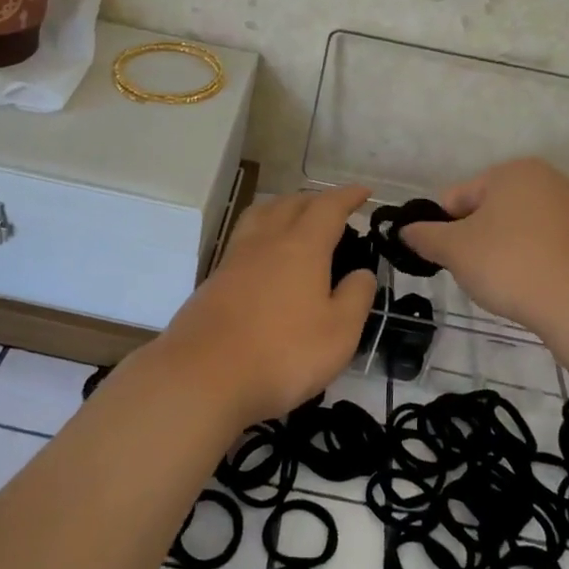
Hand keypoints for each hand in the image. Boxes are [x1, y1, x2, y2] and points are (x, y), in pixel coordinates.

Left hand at [150, 185, 378, 427]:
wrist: (203, 376)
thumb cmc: (282, 353)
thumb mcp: (339, 333)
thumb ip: (356, 297)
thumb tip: (362, 272)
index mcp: (302, 247)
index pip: (328, 208)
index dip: (348, 197)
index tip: (364, 192)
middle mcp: (266, 241)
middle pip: (291, 203)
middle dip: (316, 200)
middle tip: (334, 209)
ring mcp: (235, 258)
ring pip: (261, 214)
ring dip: (283, 208)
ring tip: (296, 219)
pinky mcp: (214, 279)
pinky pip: (243, 238)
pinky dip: (262, 232)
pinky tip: (265, 255)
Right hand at [399, 158, 568, 332]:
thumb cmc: (509, 264)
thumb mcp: (454, 250)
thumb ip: (425, 236)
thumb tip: (406, 230)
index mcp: (514, 171)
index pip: (459, 197)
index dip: (446, 229)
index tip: (450, 258)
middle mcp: (551, 179)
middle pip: (494, 210)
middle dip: (480, 238)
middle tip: (479, 273)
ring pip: (525, 229)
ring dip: (510, 250)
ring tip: (510, 283)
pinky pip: (555, 248)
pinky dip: (541, 262)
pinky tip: (539, 287)